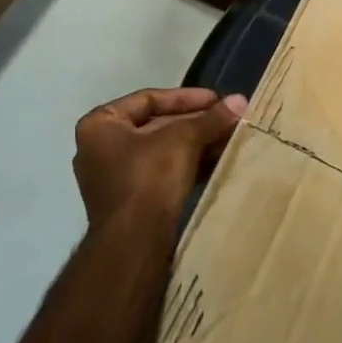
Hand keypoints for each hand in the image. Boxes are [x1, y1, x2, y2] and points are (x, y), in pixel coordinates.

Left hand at [72, 87, 244, 228]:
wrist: (134, 245)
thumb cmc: (148, 177)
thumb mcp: (184, 139)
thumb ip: (211, 118)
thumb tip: (241, 100)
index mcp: (100, 125)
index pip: (148, 99)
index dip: (187, 97)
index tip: (217, 100)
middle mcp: (100, 149)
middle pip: (156, 125)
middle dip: (196, 123)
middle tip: (228, 119)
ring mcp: (113, 179)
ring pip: (162, 151)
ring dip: (196, 144)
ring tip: (229, 139)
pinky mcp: (130, 203)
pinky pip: (162, 174)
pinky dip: (188, 166)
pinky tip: (217, 162)